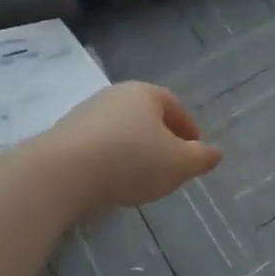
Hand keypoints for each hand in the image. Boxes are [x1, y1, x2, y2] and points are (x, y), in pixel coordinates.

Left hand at [38, 82, 221, 213]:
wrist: (59, 174)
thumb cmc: (130, 161)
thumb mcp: (178, 164)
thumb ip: (201, 158)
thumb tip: (215, 152)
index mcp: (146, 93)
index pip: (175, 106)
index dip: (188, 129)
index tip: (194, 150)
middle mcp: (114, 95)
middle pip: (146, 116)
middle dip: (160, 138)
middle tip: (169, 163)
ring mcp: (85, 113)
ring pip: (120, 130)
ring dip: (132, 149)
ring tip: (139, 177)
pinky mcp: (62, 136)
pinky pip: (96, 146)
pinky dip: (108, 160)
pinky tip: (109, 182)